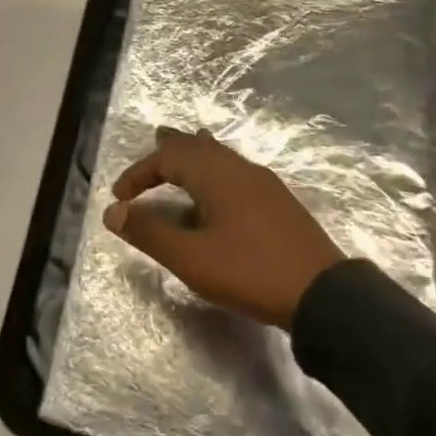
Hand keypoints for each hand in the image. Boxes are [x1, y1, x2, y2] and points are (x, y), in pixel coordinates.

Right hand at [103, 127, 346, 329]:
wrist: (322, 293)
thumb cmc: (249, 271)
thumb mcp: (191, 258)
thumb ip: (149, 232)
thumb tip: (113, 211)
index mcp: (215, 174)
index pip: (167, 158)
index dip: (139, 173)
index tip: (119, 196)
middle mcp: (238, 168)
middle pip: (198, 146)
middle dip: (171, 147)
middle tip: (154, 142)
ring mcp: (263, 182)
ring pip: (220, 155)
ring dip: (195, 155)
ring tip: (182, 157)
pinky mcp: (278, 201)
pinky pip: (236, 170)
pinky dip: (215, 169)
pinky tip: (219, 192)